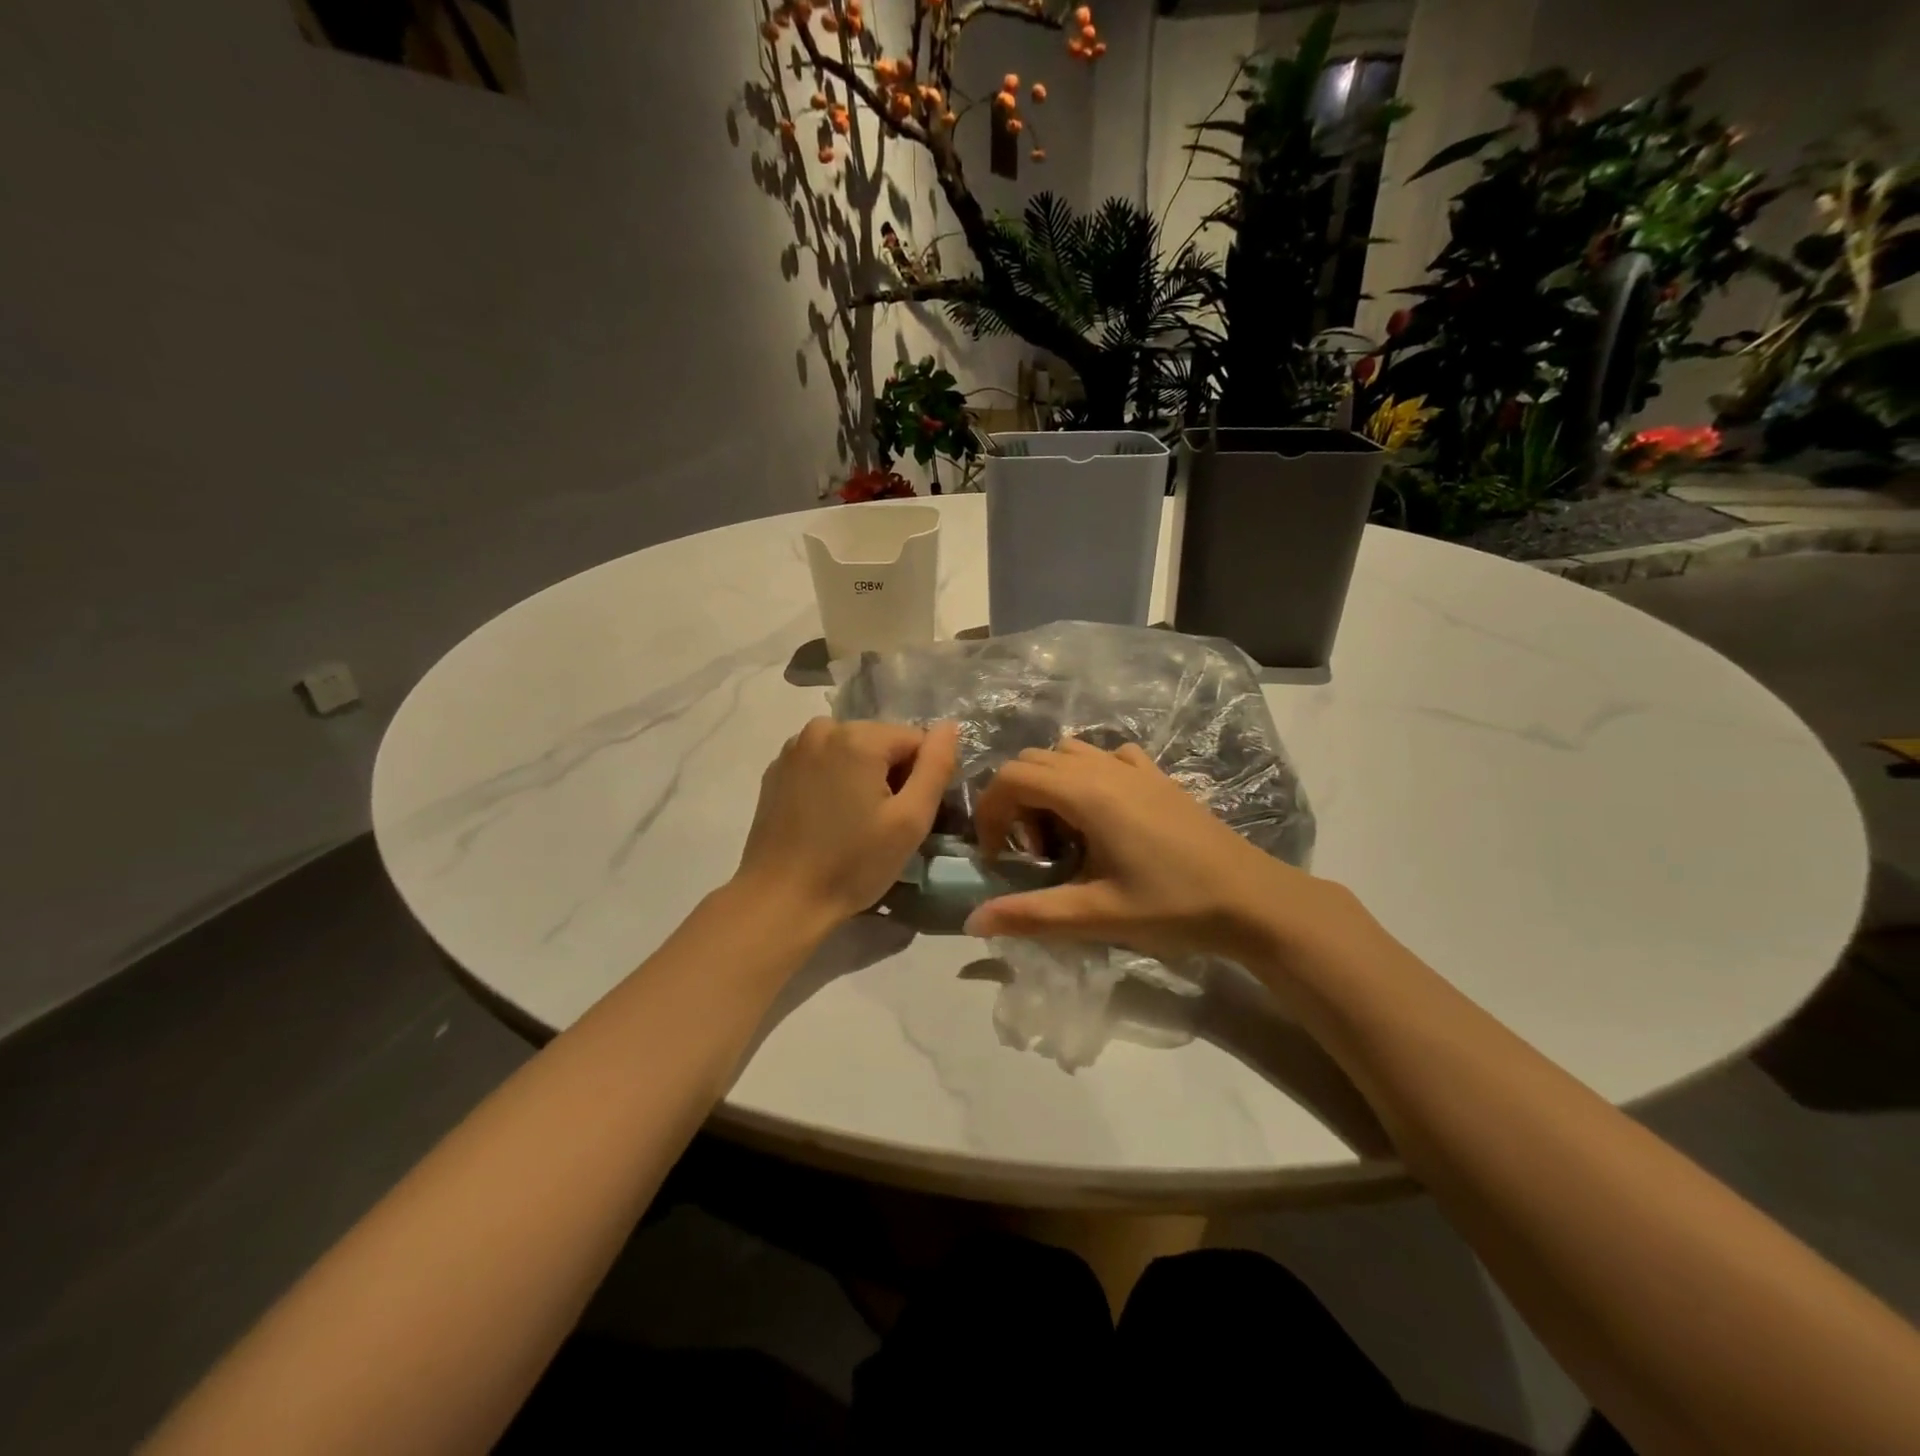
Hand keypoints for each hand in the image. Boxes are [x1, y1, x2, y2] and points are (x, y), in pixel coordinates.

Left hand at [733, 718, 958, 931]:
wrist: (781, 899)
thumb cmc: (852, 864)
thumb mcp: (910, 821)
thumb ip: (936, 767)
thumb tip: (950, 726)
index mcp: (858, 737)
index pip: (915, 739)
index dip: (920, 777)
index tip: (906, 815)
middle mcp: (823, 728)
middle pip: (881, 741)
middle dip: (890, 774)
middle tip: (882, 823)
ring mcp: (794, 748)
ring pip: (852, 750)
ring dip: (862, 776)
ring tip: (854, 821)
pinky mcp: (777, 769)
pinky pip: (823, 762)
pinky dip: (833, 781)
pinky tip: (827, 818)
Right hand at [966, 738, 1361, 966]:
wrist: (1253, 900)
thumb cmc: (1173, 906)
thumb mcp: (1097, 915)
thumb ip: (1031, 915)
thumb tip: (973, 922)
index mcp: (1087, 794)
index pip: (1013, 777)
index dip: (990, 811)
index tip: (997, 855)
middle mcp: (1106, 768)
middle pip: (1034, 760)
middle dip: (1015, 801)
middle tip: (1032, 852)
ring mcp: (1136, 768)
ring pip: (1068, 753)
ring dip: (1049, 785)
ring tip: (1065, 835)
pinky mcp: (1158, 777)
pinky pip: (1107, 756)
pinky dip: (1087, 774)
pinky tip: (1101, 814)